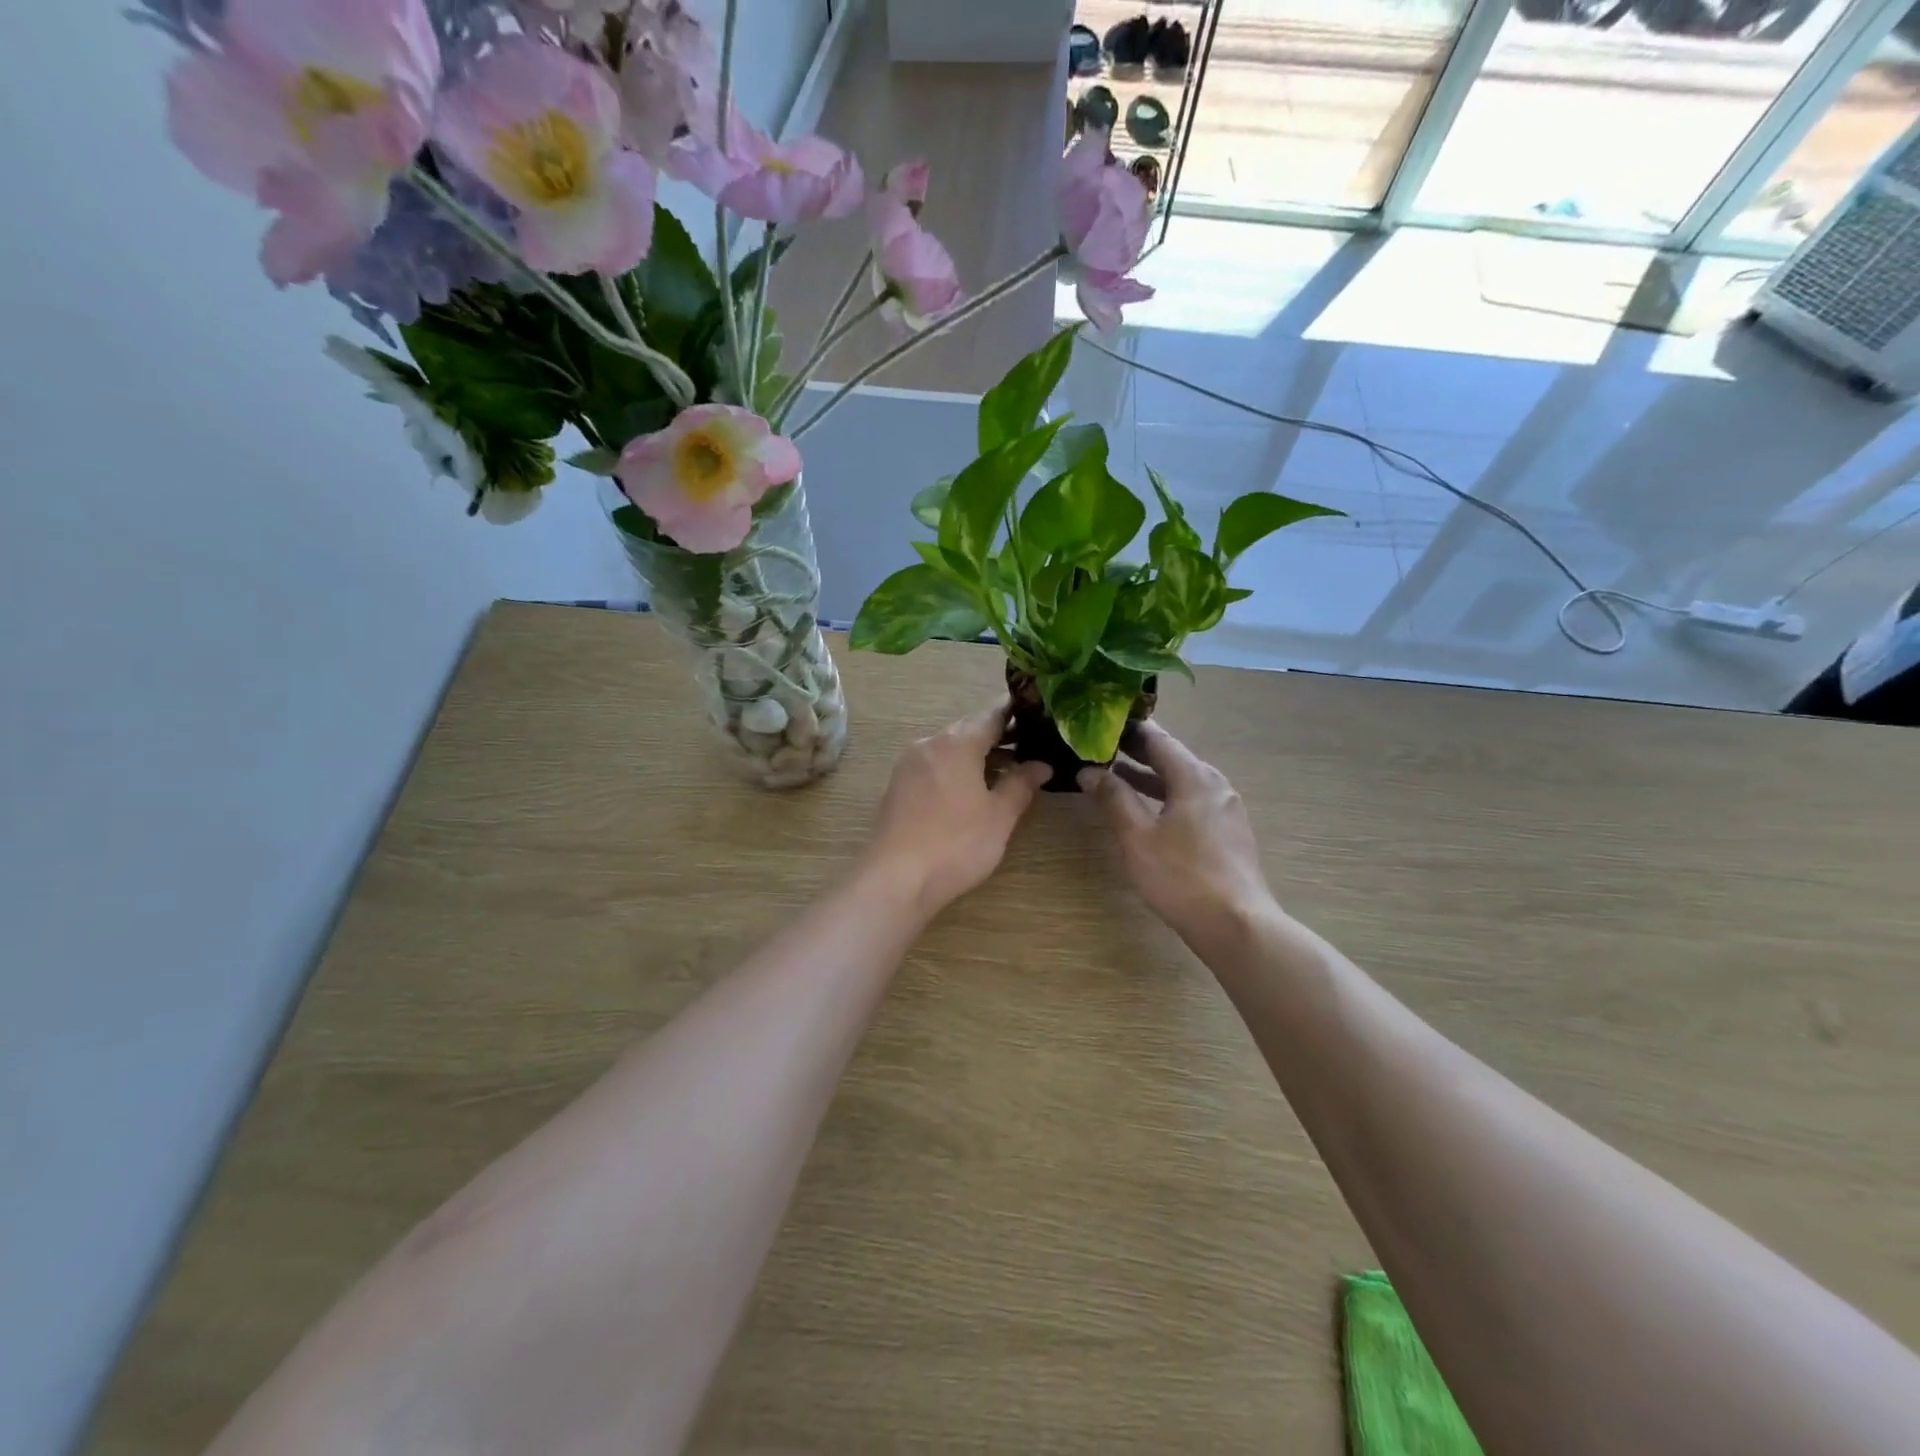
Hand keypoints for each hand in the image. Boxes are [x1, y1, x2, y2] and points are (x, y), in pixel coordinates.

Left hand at [861, 699, 1052, 915]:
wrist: (896, 879)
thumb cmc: (956, 843)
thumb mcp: (1000, 816)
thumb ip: (1021, 784)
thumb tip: (1041, 764)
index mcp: (956, 743)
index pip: (992, 714)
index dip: (1017, 711)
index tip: (1040, 712)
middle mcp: (929, 744)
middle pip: (969, 729)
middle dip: (1000, 735)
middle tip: (1032, 744)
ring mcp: (909, 765)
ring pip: (950, 749)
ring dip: (978, 754)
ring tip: (1009, 769)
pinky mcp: (899, 787)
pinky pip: (935, 766)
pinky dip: (957, 769)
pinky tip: (974, 789)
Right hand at [1079, 721, 1273, 947]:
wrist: (1236, 925)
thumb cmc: (1182, 876)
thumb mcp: (1137, 836)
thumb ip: (1113, 798)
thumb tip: (1089, 770)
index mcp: (1194, 777)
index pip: (1158, 738)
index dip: (1129, 727)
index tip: (1101, 720)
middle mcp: (1214, 784)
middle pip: (1172, 757)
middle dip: (1137, 750)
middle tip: (1101, 743)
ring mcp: (1225, 809)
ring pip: (1181, 780)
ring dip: (1149, 775)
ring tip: (1115, 772)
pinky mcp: (1227, 832)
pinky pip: (1191, 800)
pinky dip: (1165, 795)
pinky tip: (1146, 809)